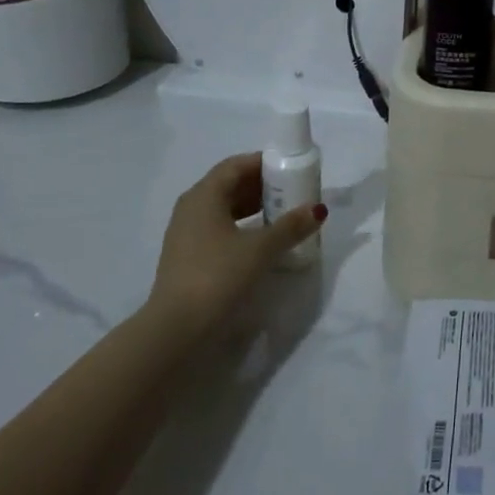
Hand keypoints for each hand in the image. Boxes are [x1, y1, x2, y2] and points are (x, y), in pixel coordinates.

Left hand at [145, 154, 326, 340]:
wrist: (176, 330)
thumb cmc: (218, 276)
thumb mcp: (261, 249)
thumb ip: (291, 226)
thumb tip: (318, 209)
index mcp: (204, 196)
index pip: (235, 165)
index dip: (263, 163)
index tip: (290, 169)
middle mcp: (191, 208)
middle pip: (229, 185)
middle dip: (261, 186)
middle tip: (291, 192)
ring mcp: (185, 234)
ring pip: (224, 209)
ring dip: (252, 207)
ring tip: (282, 216)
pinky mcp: (187, 257)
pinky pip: (218, 229)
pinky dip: (241, 227)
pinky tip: (261, 241)